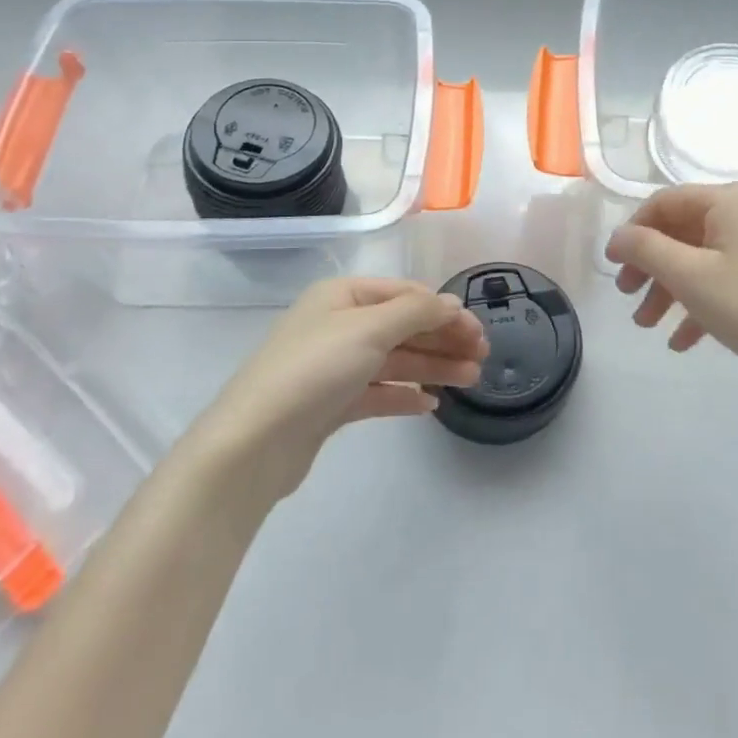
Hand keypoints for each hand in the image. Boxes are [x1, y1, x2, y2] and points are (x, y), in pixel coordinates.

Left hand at [197, 278, 485, 508]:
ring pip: (394, 360)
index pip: (405, 295)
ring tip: (471, 381)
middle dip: (443, 340)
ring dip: (433, 367)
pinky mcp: (331, 404)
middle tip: (483, 359)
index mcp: (342, 296)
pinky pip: (377, 392)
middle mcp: (338, 325)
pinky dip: (404, 395)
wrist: (254, 443)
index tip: (478, 332)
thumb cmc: (315, 369)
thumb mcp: (370, 328)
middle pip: (403, 327)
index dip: (444, 311)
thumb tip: (452, 304)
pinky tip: (430, 405)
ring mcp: (334, 366)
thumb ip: (416, 312)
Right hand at [607, 182, 737, 389]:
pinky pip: (725, 277)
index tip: (612, 267)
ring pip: (701, 258)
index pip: (664, 203)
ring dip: (670, 290)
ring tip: (648, 327)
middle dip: (651, 268)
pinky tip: (682, 341)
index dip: (632, 232)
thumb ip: (645, 250)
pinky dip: (700, 303)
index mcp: (728, 200)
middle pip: (682, 231)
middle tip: (628, 300)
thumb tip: (618, 237)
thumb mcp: (689, 276)